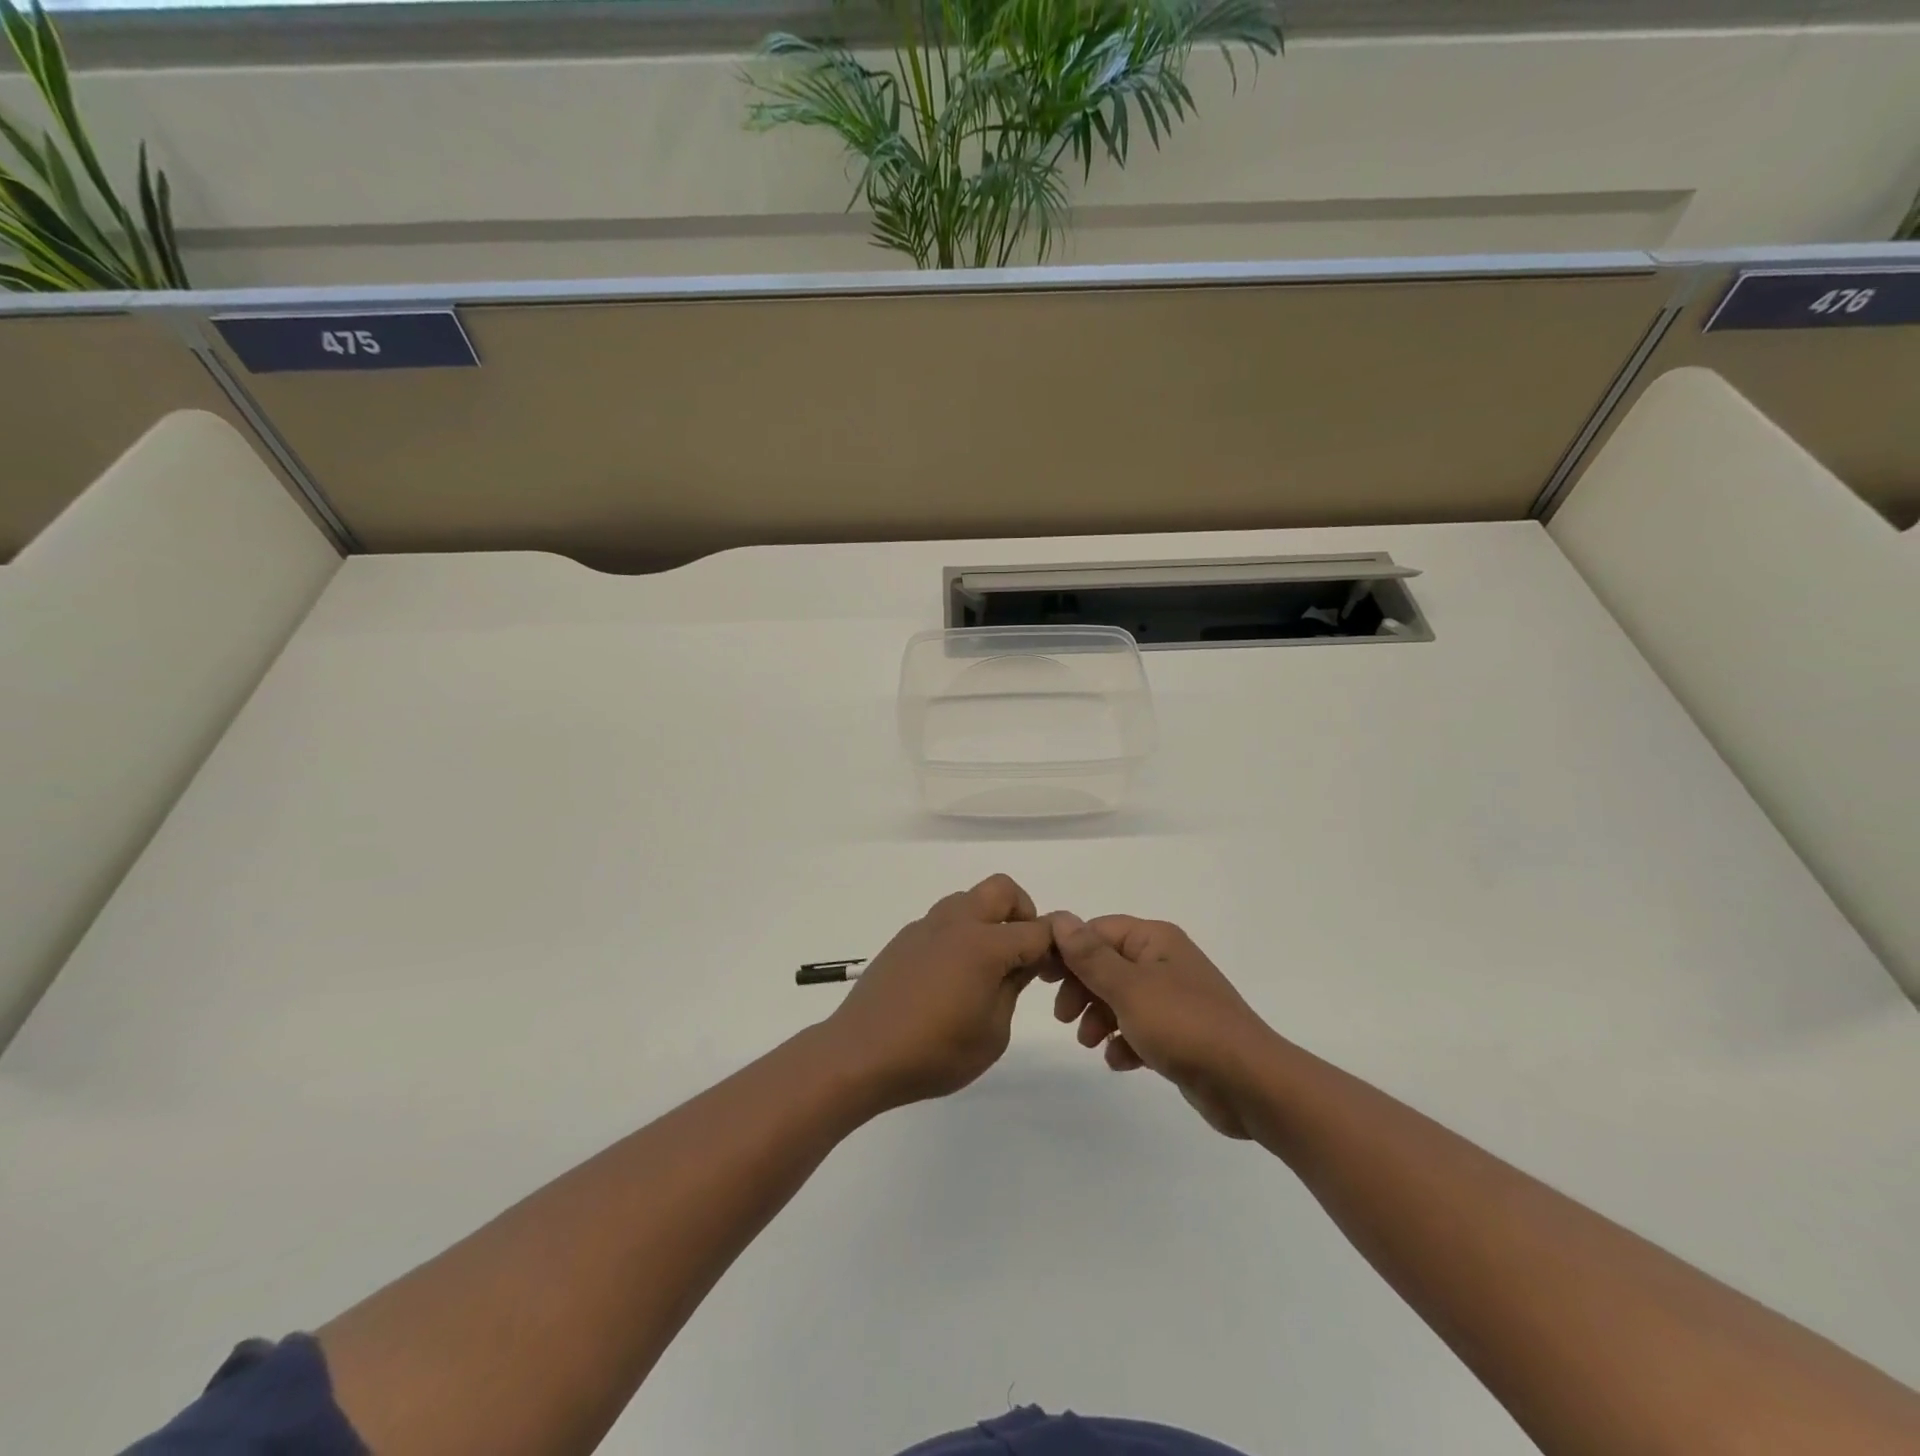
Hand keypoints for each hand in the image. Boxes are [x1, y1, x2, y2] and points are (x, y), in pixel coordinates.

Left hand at [822, 874, 1055, 1110]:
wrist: (860, 1054)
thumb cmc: (934, 1052)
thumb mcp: (992, 1033)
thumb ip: (1013, 989)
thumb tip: (1025, 962)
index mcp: (984, 944)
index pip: (1036, 931)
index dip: (1056, 946)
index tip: (1060, 967)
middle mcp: (956, 923)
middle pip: (1002, 889)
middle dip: (1023, 911)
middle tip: (1023, 952)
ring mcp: (926, 926)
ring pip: (969, 899)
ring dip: (988, 919)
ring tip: (986, 965)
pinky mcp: (904, 938)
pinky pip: (943, 920)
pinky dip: (959, 933)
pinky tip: (950, 976)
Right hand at [1045, 913, 1277, 1138]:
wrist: (1249, 1083)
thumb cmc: (1184, 1026)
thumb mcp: (1128, 988)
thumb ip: (1091, 956)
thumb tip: (1060, 918)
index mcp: (1155, 941)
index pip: (1099, 931)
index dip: (1068, 950)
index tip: (1042, 977)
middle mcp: (1165, 962)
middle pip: (1107, 964)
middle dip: (1082, 988)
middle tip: (1063, 1016)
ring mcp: (1175, 999)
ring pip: (1121, 998)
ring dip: (1099, 1017)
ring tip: (1089, 1042)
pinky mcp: (1181, 1034)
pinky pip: (1141, 1028)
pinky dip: (1125, 1042)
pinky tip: (1120, 1062)